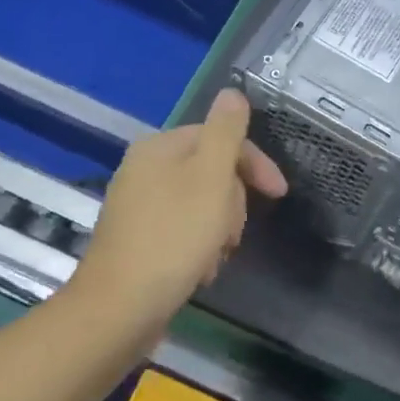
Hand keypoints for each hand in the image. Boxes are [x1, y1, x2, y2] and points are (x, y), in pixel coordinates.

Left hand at [65, 89, 286, 336]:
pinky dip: (198, 247)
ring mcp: (137, 205)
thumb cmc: (174, 238)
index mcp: (160, 147)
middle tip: (232, 233)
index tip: (280, 194)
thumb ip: (225, 132)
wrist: (119, 308)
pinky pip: (182, 230)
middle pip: (211, 172)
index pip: (220, 138)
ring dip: (218, 230)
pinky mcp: (137, 239)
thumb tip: (233, 92)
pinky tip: (199, 270)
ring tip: (215, 257)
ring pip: (201, 205)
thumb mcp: (210, 177)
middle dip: (233, 203)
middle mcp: (143, 169)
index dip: (254, 164)